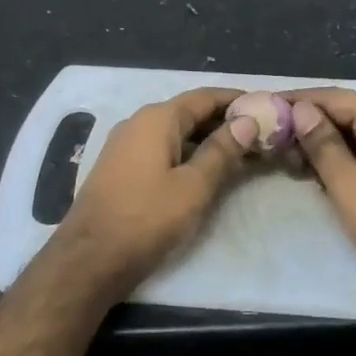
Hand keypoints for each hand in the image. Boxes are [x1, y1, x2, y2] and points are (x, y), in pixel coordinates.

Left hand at [51, 87, 256, 303]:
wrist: (89, 258)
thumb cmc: (146, 218)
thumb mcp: (193, 186)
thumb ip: (221, 151)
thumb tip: (246, 121)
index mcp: (157, 118)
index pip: (205, 97)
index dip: (236, 100)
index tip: (266, 106)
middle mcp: (138, 122)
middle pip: (189, 112)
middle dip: (224, 122)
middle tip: (260, 135)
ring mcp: (125, 145)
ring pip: (175, 132)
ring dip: (207, 139)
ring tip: (241, 154)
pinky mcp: (121, 168)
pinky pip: (161, 149)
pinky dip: (187, 153)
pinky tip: (205, 171)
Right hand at [286, 88, 355, 314]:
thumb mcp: (349, 185)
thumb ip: (322, 144)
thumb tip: (301, 110)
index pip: (335, 97)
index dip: (298, 100)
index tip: (264, 105)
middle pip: (348, 114)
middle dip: (309, 125)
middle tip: (272, 141)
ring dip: (325, 146)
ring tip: (289, 161)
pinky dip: (346, 161)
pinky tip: (322, 176)